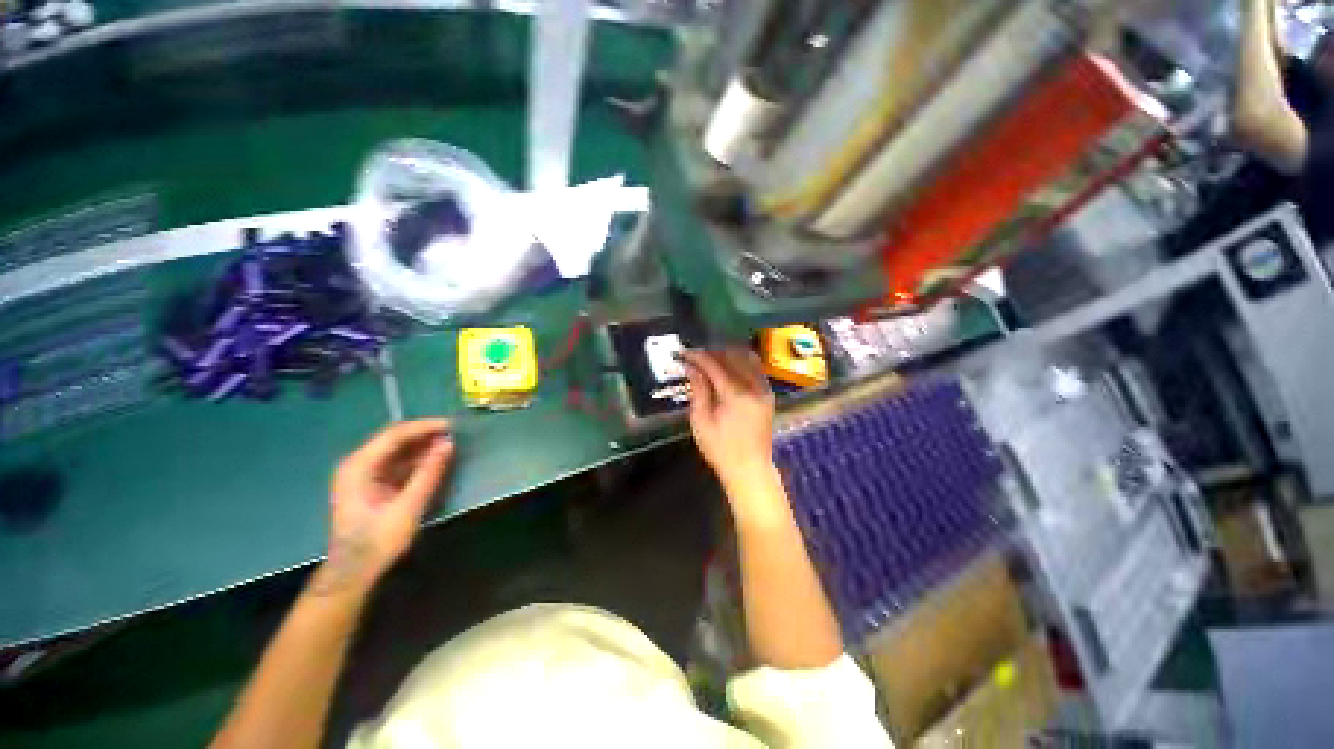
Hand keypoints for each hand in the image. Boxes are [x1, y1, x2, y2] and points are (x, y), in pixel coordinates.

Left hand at [311, 420, 454, 597]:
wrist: (354, 572)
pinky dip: (416, 459)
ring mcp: (363, 474)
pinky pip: (396, 463)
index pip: (394, 435)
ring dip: (422, 446)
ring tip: (449, 446)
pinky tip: (435, 461)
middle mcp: (357, 464)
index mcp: (359, 467)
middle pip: (394, 439)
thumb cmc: (378, 541)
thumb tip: (449, 444)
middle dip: (424, 435)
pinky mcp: (371, 484)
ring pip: (396, 450)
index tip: (452, 426)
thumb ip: (428, 472)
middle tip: (453, 434)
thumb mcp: (408, 507)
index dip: (424, 427)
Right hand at [681, 348, 776, 488]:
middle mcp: (754, 387)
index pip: (714, 365)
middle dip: (712, 352)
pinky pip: (756, 368)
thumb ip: (698, 390)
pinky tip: (728, 366)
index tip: (683, 353)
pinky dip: (741, 362)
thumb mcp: (701, 421)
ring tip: (710, 358)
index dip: (697, 356)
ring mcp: (764, 389)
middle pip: (733, 356)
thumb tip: (691, 367)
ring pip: (747, 358)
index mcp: (736, 395)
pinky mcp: (768, 394)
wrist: (750, 469)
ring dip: (728, 354)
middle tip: (695, 356)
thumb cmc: (720, 449)